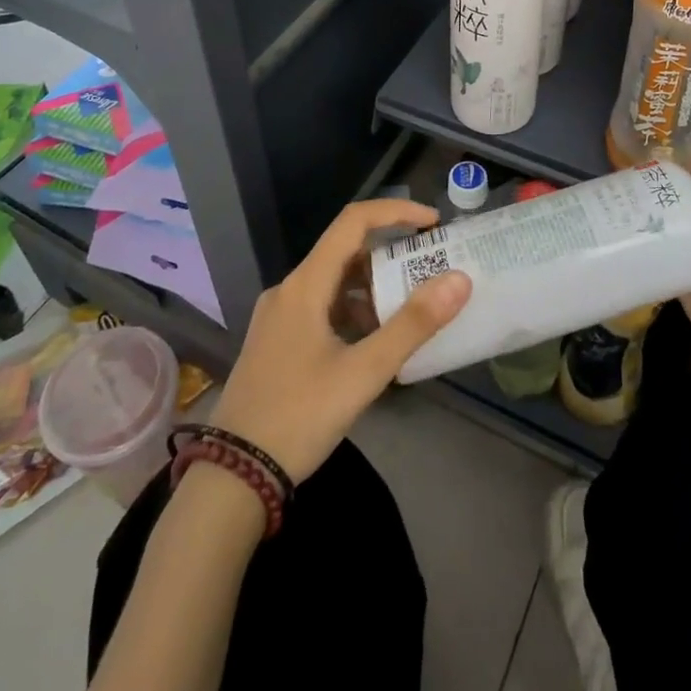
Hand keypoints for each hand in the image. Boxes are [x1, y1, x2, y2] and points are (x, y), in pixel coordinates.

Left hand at [210, 199, 471, 481]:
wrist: (232, 477)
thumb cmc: (299, 417)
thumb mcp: (363, 373)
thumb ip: (412, 325)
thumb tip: (458, 279)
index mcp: (305, 284)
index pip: (354, 221)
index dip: (396, 213)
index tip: (433, 224)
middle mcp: (289, 289)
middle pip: (345, 251)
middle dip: (390, 254)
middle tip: (430, 268)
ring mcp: (278, 316)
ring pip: (334, 282)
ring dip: (372, 287)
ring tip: (410, 309)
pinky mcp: (276, 341)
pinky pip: (321, 307)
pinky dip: (352, 311)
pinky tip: (373, 342)